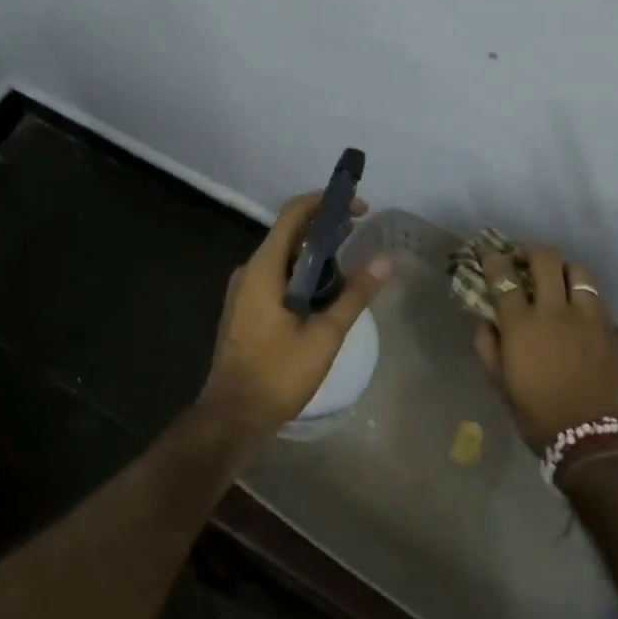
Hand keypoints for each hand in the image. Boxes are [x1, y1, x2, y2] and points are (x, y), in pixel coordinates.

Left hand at [198, 191, 391, 444]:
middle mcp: (249, 271)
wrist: (232, 417)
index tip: (357, 207)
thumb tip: (385, 262)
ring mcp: (244, 291)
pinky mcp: (245, 309)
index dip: (325, 202)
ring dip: (315, 255)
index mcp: (264, 268)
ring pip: (284, 258)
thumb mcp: (324, 335)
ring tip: (349, 267)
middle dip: (325, 228)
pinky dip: (302, 275)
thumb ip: (354, 295)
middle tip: (360, 235)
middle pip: (289, 234)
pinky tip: (325, 295)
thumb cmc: (277, 373)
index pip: (293, 214)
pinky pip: (276, 277)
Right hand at [471, 244, 617, 451]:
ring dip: (562, 266)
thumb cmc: (539, 415)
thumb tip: (485, 321)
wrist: (595, 439)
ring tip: (555, 275)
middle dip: (530, 250)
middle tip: (522, 257)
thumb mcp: (502, 385)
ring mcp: (586, 316)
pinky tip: (577, 301)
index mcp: (522, 325)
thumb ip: (488, 348)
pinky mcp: (609, 327)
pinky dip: (582, 288)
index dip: (493, 257)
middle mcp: (554, 310)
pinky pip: (595, 293)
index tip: (487, 250)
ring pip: (577, 269)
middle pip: (544, 259)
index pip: (503, 276)